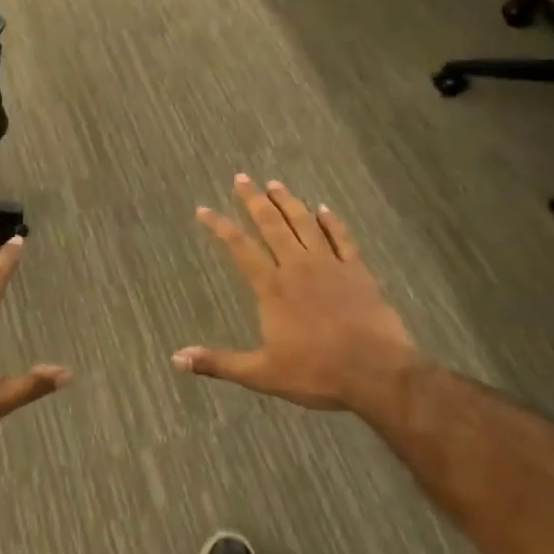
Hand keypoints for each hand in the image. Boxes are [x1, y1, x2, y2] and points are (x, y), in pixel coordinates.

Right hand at [175, 176, 425, 415]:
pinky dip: (331, 221)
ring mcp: (330, 266)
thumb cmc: (316, 373)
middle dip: (254, 201)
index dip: (220, 227)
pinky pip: (342, 238)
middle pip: (272, 225)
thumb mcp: (261, 374)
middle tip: (242, 178)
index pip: (240, 248)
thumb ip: (219, 362)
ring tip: (275, 184)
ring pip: (304, 224)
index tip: (204, 209)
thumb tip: (177, 358)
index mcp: (272, 288)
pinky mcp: (358, 271)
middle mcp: (298, 267)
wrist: (377, 372)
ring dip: (288, 202)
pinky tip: (323, 209)